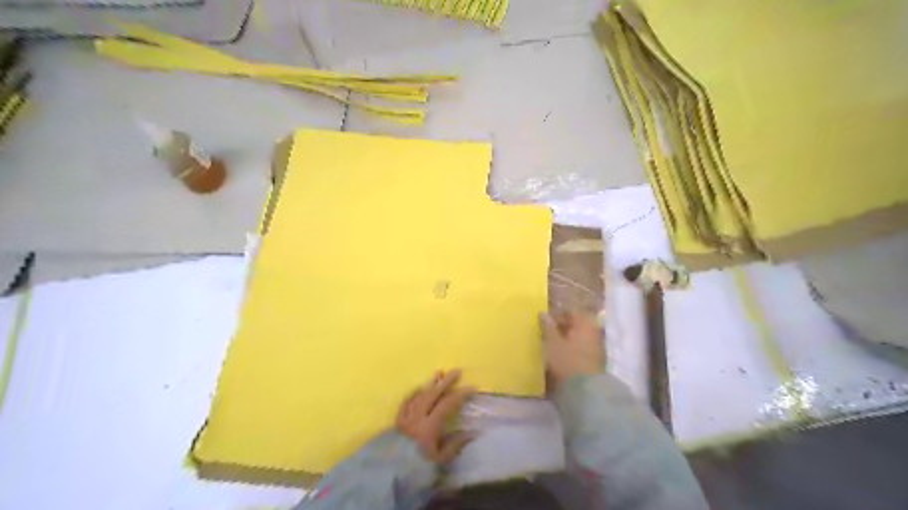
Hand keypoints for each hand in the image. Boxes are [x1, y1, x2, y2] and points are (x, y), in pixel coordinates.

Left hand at [398, 368, 477, 464]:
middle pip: (433, 394)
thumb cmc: (418, 469)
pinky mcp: (397, 421)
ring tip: (439, 374)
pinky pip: (406, 402)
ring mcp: (406, 417)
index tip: (471, 388)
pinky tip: (419, 388)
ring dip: (430, 384)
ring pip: (419, 395)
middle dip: (445, 382)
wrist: (390, 475)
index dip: (460, 394)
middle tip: (456, 371)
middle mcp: (417, 416)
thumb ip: (455, 445)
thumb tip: (472, 432)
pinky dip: (414, 393)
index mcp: (429, 426)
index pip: (447, 404)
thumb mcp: (440, 461)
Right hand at [542, 311, 604, 390]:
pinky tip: (564, 355)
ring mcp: (598, 345)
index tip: (545, 323)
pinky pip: (583, 346)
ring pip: (580, 335)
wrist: (586, 389)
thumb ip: (548, 327)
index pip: (571, 311)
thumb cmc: (567, 360)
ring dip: (568, 338)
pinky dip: (574, 347)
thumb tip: (544, 313)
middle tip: (548, 334)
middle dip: (563, 327)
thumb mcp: (552, 342)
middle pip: (577, 323)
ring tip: (554, 346)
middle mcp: (594, 330)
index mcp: (585, 322)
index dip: (557, 315)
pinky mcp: (598, 359)